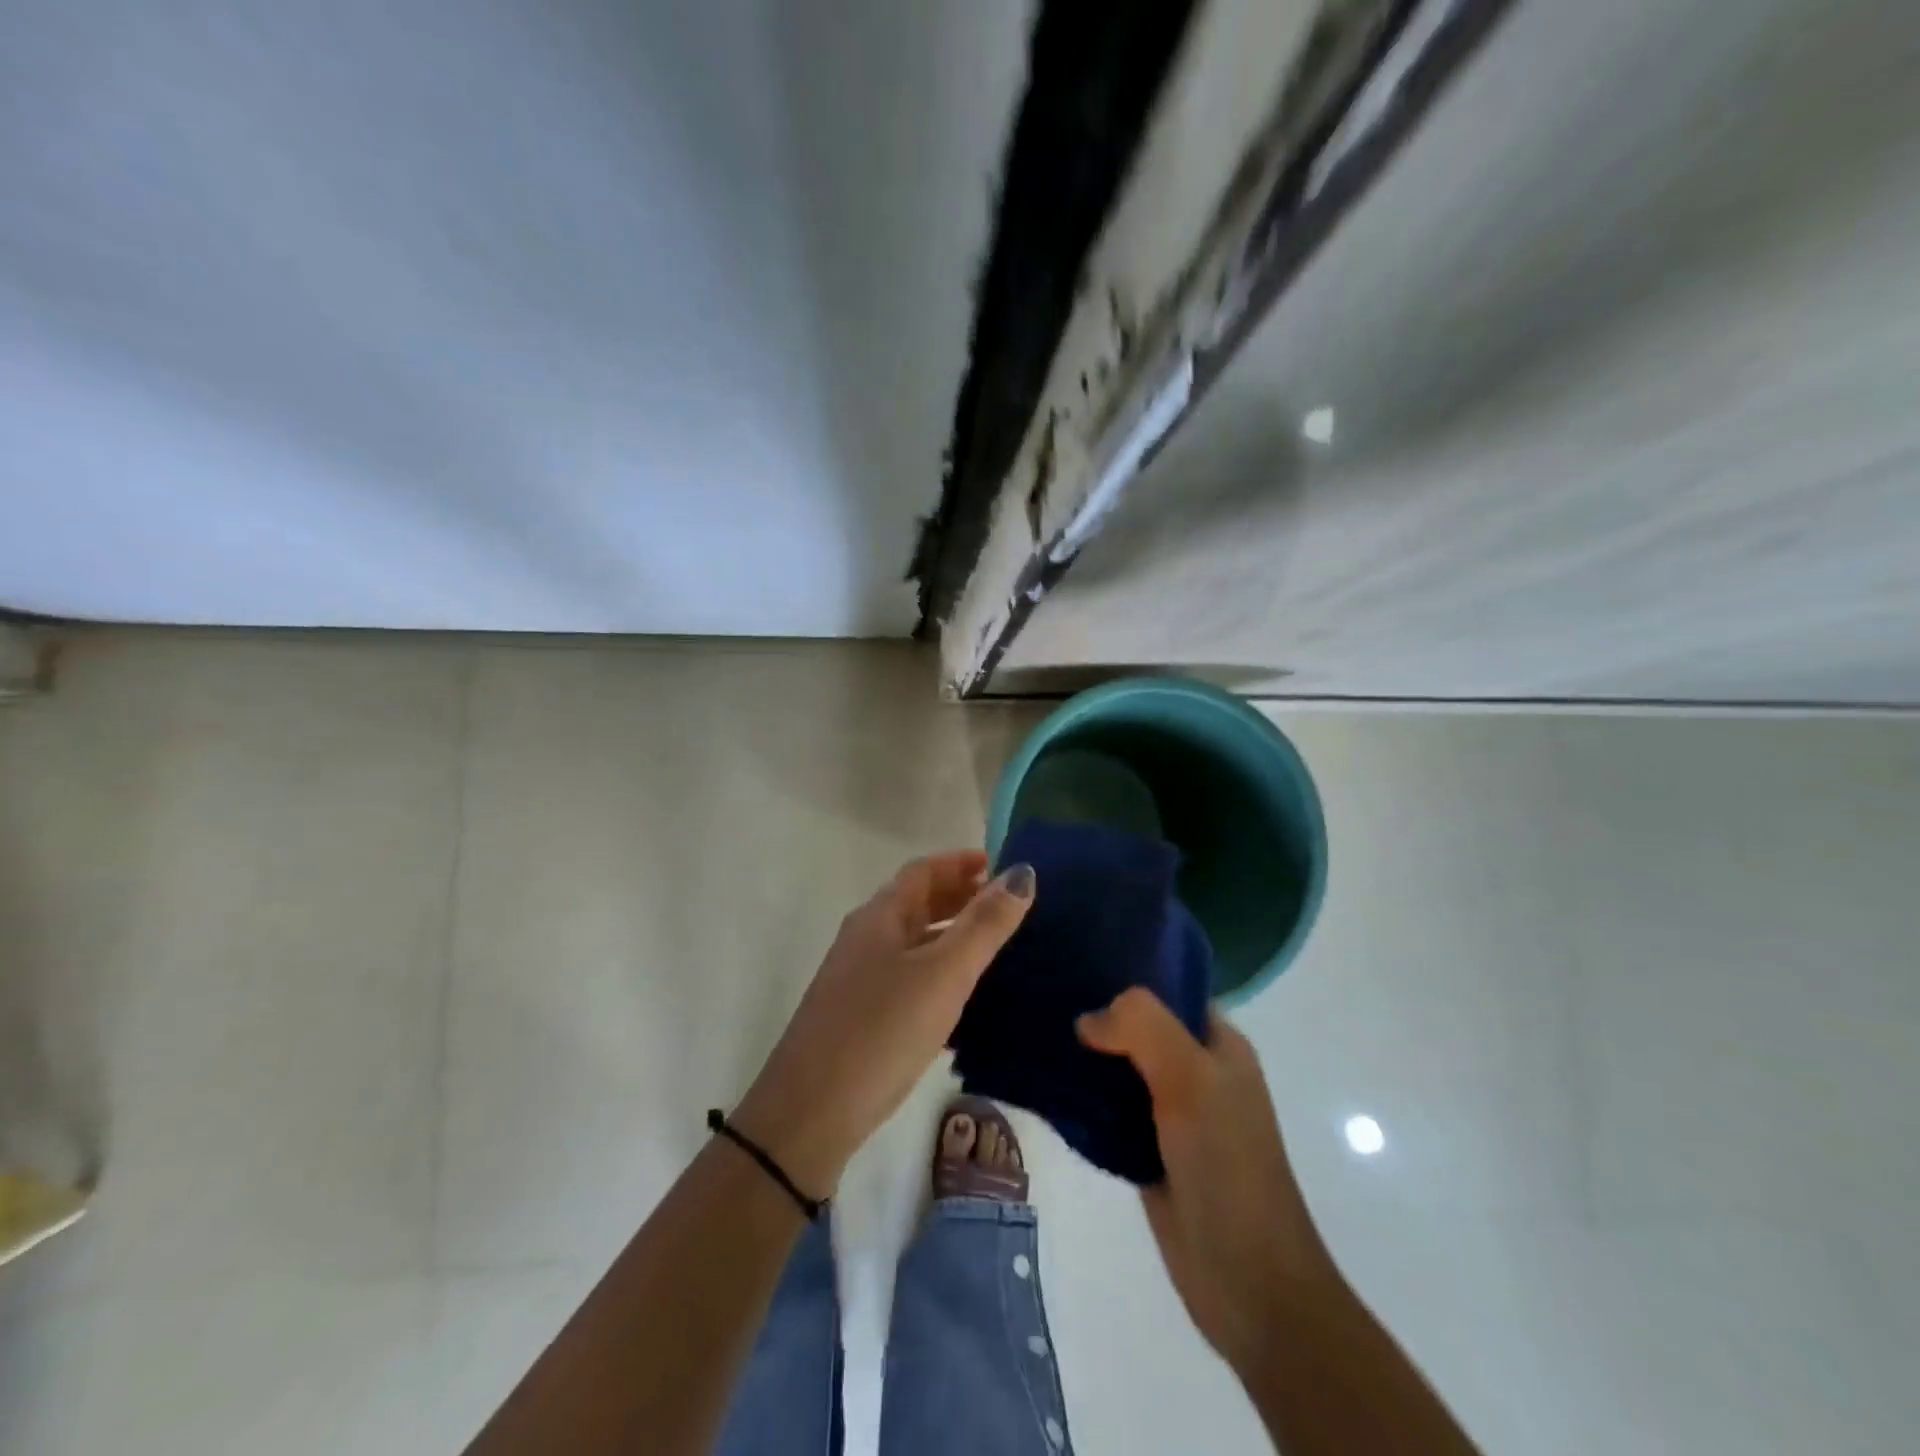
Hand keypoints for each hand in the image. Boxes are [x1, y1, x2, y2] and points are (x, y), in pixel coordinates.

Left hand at [733, 851, 1033, 1197]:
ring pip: (912, 941)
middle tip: (1006, 904)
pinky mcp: (861, 1015)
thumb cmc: (882, 1030)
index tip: (1001, 865)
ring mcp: (859, 978)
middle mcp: (865, 938)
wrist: (811, 1113)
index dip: (961, 862)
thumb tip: (1023, 873)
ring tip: (994, 944)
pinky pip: (908, 975)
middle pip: (916, 902)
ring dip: (950, 934)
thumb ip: (984, 925)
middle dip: (959, 895)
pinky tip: (963, 995)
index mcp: (880, 916)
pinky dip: (939, 970)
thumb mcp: (943, 973)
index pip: (923, 871)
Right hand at [1077, 990, 1332, 1373]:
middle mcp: (1196, 1071)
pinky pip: (1108, 1110)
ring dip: (1085, 1056)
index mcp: (1219, 1044)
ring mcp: (1171, 1113)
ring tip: (1035, 1030)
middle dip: (1098, 1012)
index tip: (1078, 959)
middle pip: (1139, 1026)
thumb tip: (1087, 1020)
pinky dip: (1081, 1098)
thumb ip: (1142, 1027)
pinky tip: (1045, 1083)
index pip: (1170, 988)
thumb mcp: (1191, 1077)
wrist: (1248, 1282)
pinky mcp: (1146, 1150)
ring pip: (1119, 1068)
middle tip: (1044, 993)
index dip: (1130, 972)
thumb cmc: (1228, 1165)